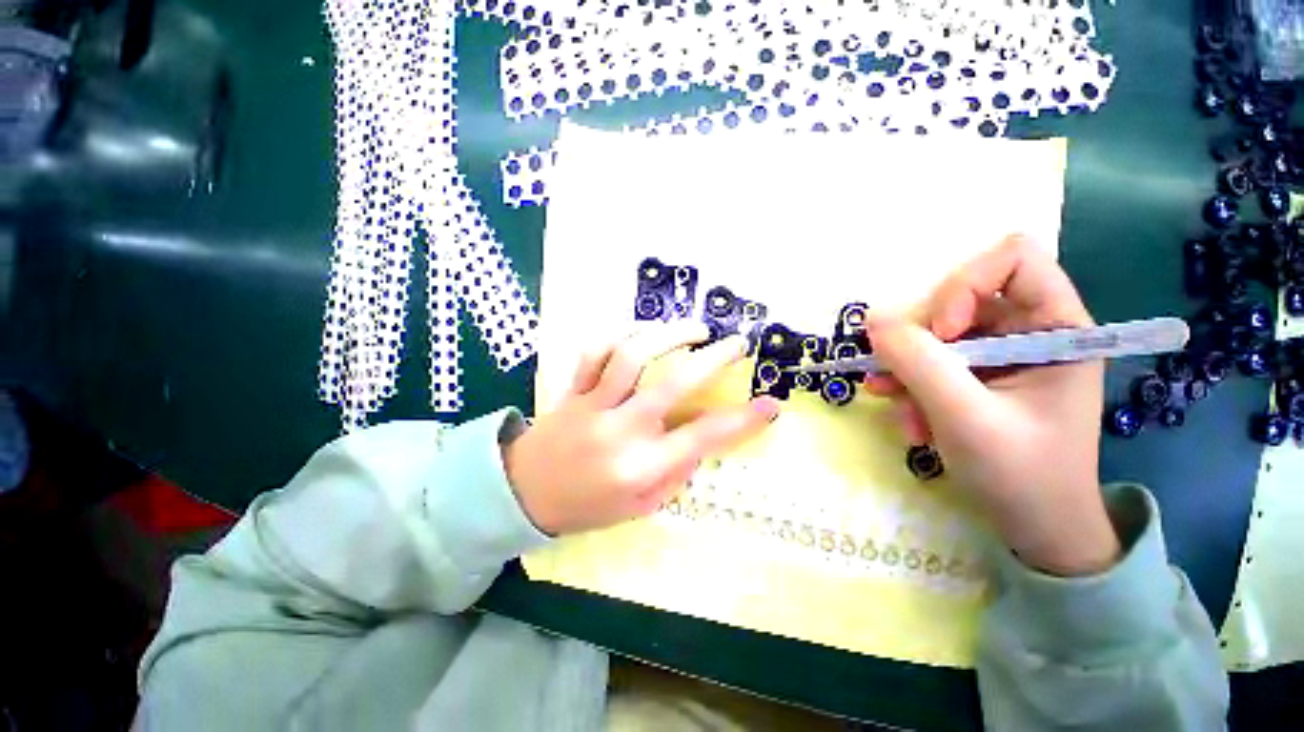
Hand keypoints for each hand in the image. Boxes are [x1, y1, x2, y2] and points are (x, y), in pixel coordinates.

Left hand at [504, 321, 780, 534]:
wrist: (524, 493)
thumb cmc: (588, 505)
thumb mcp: (640, 506)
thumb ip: (674, 474)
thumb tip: (700, 441)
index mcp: (640, 466)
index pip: (702, 438)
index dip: (742, 420)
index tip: (770, 405)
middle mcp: (620, 430)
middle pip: (672, 383)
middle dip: (712, 358)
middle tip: (735, 343)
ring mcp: (593, 404)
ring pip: (632, 356)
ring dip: (668, 335)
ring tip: (694, 329)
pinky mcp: (574, 389)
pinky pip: (595, 352)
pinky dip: (621, 335)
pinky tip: (643, 332)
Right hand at [864, 235, 1119, 575]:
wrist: (1035, 528)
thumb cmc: (1021, 475)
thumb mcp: (965, 417)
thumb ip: (918, 363)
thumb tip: (872, 320)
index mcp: (1058, 328)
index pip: (1013, 259)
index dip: (966, 285)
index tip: (942, 333)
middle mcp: (1030, 331)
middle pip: (959, 298)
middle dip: (923, 340)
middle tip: (904, 378)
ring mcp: (1000, 355)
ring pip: (935, 334)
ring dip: (908, 370)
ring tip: (897, 407)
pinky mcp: (977, 376)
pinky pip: (930, 361)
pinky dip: (910, 386)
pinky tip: (906, 417)